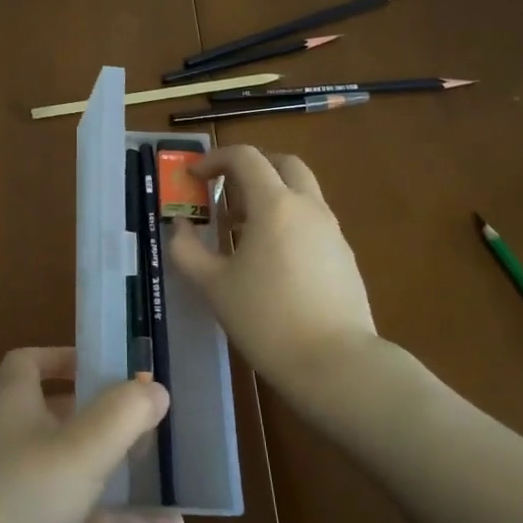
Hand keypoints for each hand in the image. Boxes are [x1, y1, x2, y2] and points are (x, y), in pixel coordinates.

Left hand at [0, 347, 183, 522]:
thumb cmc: (26, 492)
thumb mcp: (82, 446)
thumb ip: (124, 413)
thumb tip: (156, 388)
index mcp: (15, 407)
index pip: (26, 364)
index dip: (59, 357)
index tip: (101, 363)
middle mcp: (17, 443)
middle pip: (58, 415)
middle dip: (100, 412)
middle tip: (145, 413)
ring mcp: (27, 493)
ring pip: (77, 469)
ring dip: (118, 466)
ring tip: (164, 462)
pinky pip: (90, 522)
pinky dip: (127, 521)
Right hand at [168, 146, 379, 387]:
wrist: (336, 364)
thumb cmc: (266, 319)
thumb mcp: (213, 285)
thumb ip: (187, 250)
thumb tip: (179, 227)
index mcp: (275, 205)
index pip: (245, 158)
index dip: (214, 159)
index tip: (193, 177)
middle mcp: (308, 207)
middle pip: (282, 164)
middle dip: (251, 167)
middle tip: (225, 190)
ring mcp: (332, 231)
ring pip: (301, 193)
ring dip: (270, 196)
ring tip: (240, 230)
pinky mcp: (344, 256)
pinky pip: (312, 221)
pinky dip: (287, 222)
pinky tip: (270, 260)